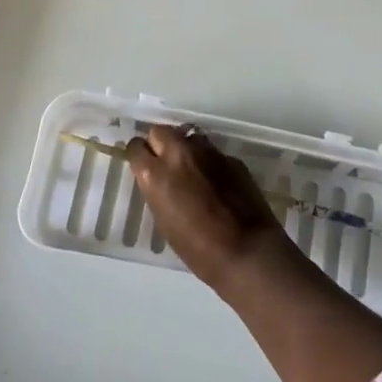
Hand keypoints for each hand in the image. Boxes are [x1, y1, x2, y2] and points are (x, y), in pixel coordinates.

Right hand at [127, 126, 296, 297]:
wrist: (246, 251)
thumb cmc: (197, 248)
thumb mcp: (163, 220)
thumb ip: (157, 190)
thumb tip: (161, 179)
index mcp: (155, 173)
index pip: (136, 147)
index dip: (139, 155)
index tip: (143, 165)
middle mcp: (179, 153)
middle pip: (161, 131)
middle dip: (160, 144)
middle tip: (166, 164)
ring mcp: (208, 152)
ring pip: (188, 136)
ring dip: (185, 149)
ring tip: (192, 170)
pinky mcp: (231, 158)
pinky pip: (212, 152)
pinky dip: (209, 162)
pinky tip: (216, 182)